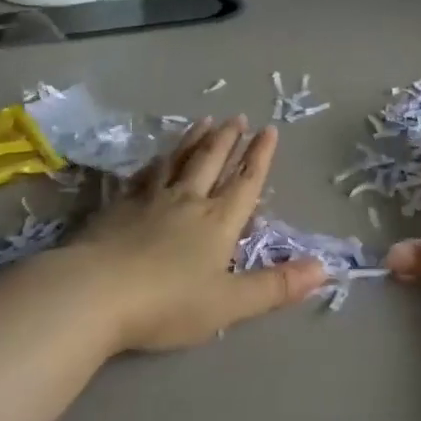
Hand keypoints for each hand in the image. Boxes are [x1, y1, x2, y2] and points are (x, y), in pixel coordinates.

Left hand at [65, 117, 326, 352]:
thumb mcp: (230, 303)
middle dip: (228, 139)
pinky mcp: (118, 207)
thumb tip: (326, 269)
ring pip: (178, 161)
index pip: (246, 182)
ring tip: (203, 121)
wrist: (94, 294)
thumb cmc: (167, 303)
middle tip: (237, 117)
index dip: (260, 156)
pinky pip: (144, 175)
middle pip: (212, 162)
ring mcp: (149, 200)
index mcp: (217, 222)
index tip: (269, 129)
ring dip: (194, 140)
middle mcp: (187, 201)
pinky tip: (156, 157)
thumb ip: (276, 286)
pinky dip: (156, 161)